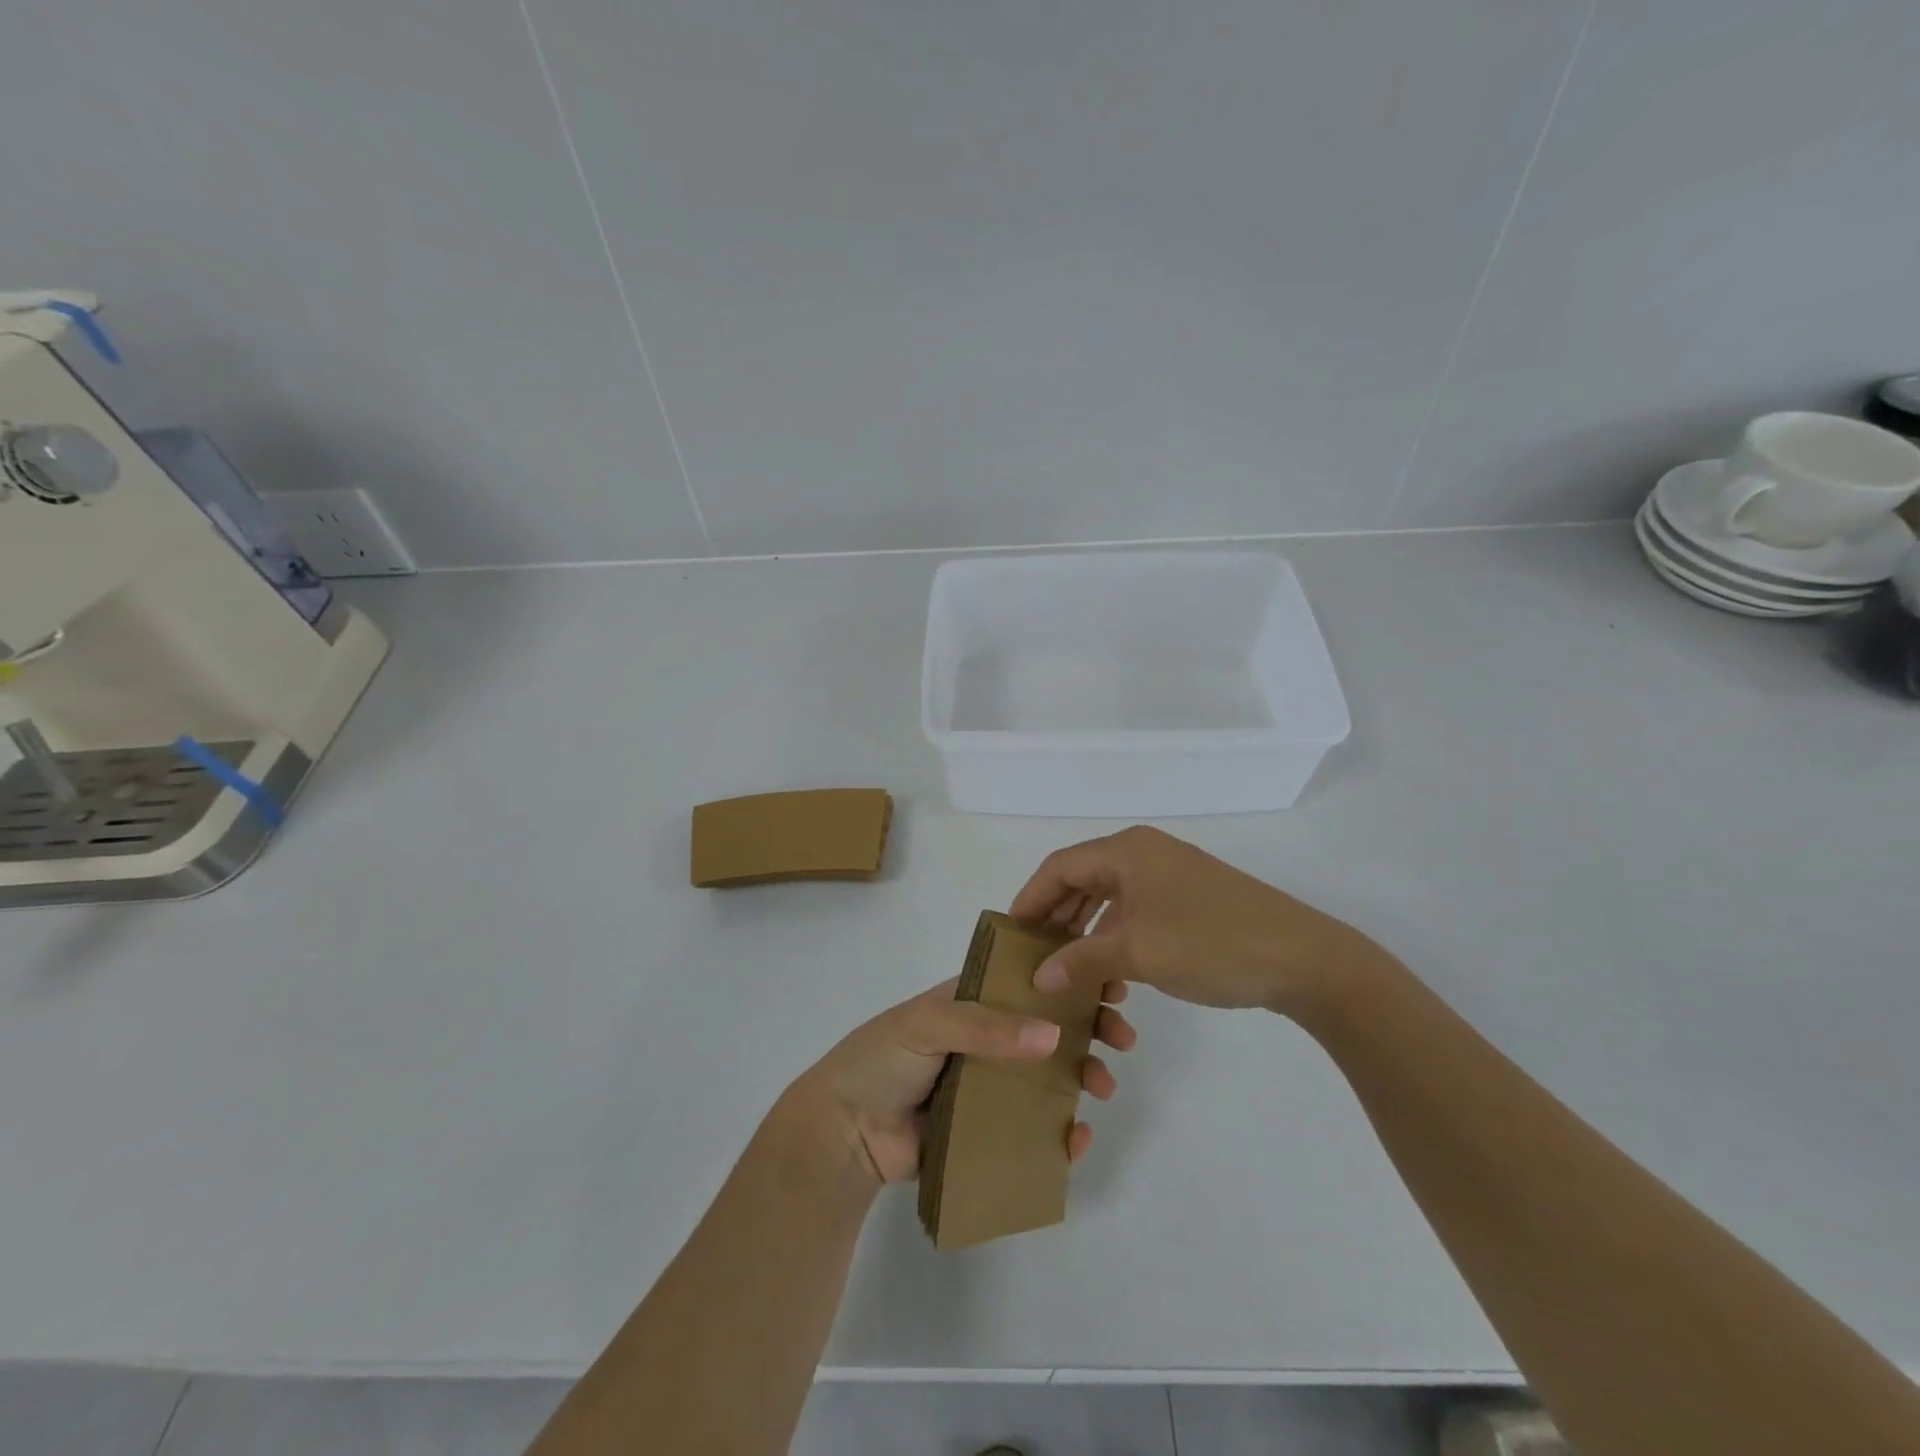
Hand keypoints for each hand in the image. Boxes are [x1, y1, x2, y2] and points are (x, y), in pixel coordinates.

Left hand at [778, 977, 1137, 1187]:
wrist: (843, 1131)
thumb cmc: (882, 1058)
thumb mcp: (928, 1023)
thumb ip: (985, 1027)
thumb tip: (1053, 1037)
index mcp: (972, 1002)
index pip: (1029, 983)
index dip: (1069, 981)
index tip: (1110, 984)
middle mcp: (987, 1039)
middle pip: (1049, 1028)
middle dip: (1090, 1028)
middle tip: (1122, 1037)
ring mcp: (990, 1085)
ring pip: (1049, 1077)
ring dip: (1084, 1076)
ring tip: (1104, 1086)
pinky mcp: (988, 1131)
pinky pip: (1033, 1130)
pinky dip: (1061, 1134)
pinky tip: (1078, 1137)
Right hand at [1009, 826, 1391, 1016]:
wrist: (1303, 960)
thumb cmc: (1211, 944)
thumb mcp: (1137, 953)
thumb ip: (1080, 960)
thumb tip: (1038, 976)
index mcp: (1127, 850)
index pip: (1059, 867)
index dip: (1030, 899)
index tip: (1008, 934)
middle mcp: (1145, 854)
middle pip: (1082, 879)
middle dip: (1055, 916)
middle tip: (1031, 954)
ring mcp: (1171, 876)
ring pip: (1109, 899)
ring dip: (1084, 931)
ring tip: (1064, 967)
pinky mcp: (1190, 900)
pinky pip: (1135, 913)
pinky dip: (1115, 938)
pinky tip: (1110, 972)